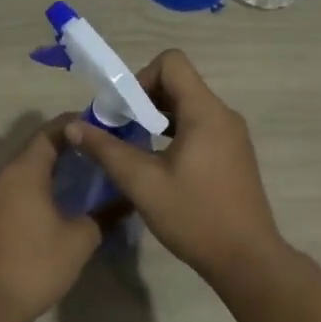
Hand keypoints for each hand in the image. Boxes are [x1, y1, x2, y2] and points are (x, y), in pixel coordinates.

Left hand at [0, 116, 102, 321]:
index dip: (74, 125)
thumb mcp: (81, 239)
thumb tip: (128, 199)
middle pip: (35, 150)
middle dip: (66, 147)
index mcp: (24, 172)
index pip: (49, 132)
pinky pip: (14, 192)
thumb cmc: (37, 264)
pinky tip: (56, 205)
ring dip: (50, 170)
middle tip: (97, 152)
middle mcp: (2, 177)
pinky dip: (36, 189)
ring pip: (23, 172)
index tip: (100, 125)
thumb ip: (105, 214)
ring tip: (82, 176)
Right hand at [63, 50, 286, 281]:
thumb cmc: (194, 217)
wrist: (246, 259)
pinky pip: (201, 128)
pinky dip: (175, 134)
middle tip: (120, 131)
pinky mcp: (234, 155)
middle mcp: (223, 115)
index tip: (123, 112)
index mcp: (206, 112)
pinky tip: (160, 166)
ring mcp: (232, 136)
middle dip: (144, 100)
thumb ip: (107, 150)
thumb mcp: (142, 183)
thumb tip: (74, 126)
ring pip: (189, 107)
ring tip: (135, 149)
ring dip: (158, 119)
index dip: (141, 78)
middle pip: (179, 83)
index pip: (172, 62)